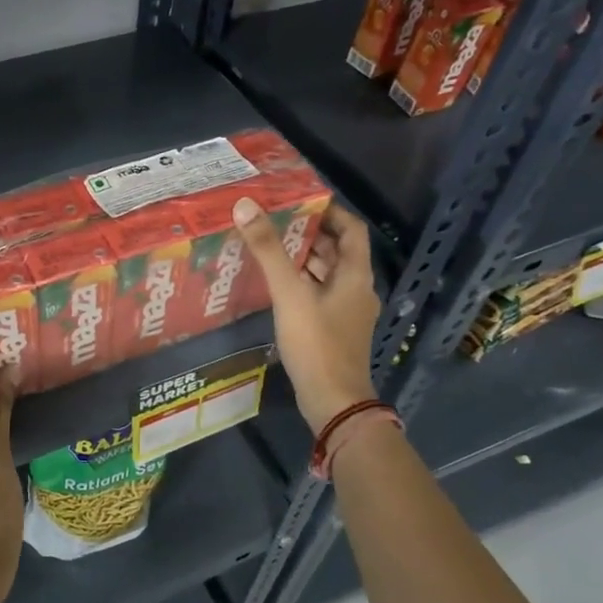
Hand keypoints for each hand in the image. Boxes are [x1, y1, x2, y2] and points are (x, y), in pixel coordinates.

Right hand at [233, 197, 381, 430]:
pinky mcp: (334, 329)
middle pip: (336, 250)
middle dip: (308, 233)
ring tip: (268, 246)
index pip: (351, 228)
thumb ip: (268, 250)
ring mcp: (346, 311)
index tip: (298, 201)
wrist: (333, 400)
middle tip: (274, 220)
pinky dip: (300, 283)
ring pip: (326, 274)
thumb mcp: (289, 293)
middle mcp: (356, 288)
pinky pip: (318, 295)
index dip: (329, 211)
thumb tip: (245, 206)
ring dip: (302, 259)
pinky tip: (274, 284)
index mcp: (355, 274)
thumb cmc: (316, 343)